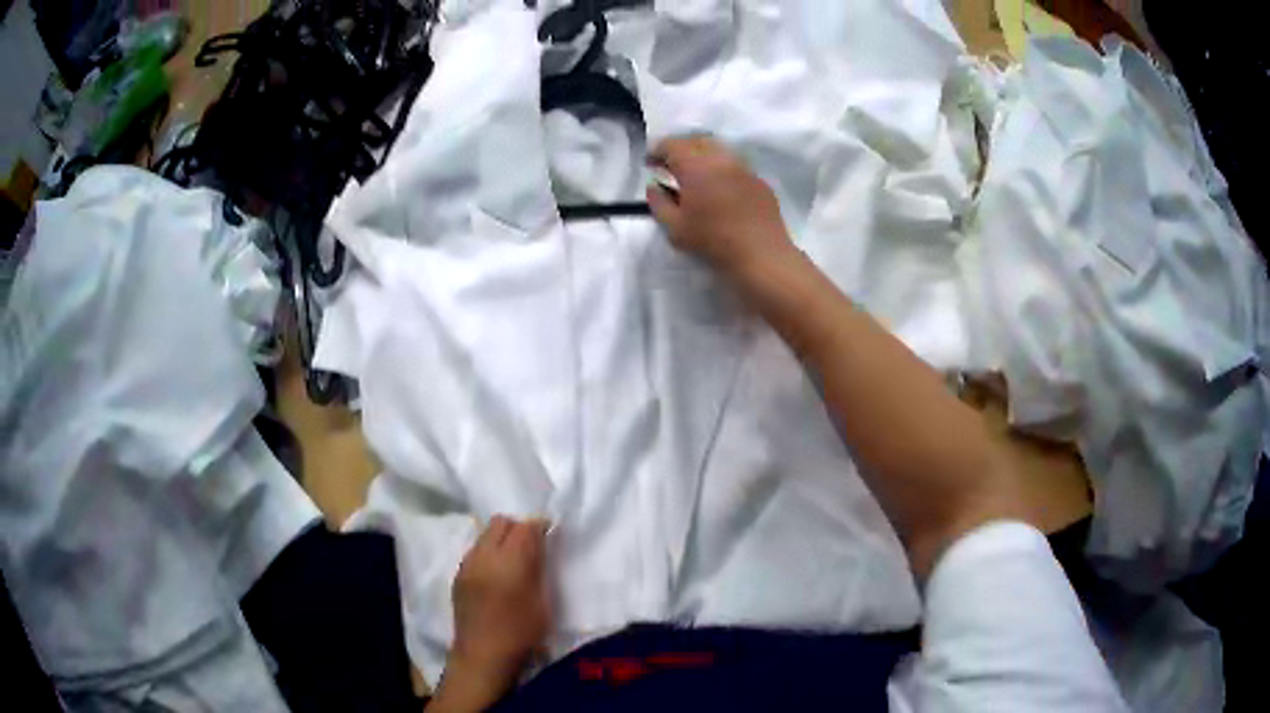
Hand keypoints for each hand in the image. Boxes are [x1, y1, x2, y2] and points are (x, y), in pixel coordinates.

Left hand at [431, 516, 550, 711]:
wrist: (483, 655)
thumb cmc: (522, 633)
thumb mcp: (542, 601)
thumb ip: (539, 568)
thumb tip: (539, 546)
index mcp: (510, 562)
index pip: (525, 527)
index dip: (539, 526)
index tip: (550, 533)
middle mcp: (484, 556)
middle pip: (501, 522)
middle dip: (518, 527)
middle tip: (532, 545)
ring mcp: (467, 565)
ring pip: (485, 535)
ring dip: (501, 539)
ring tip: (513, 560)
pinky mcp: (458, 576)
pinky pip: (475, 551)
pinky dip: (488, 552)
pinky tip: (496, 574)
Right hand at [647, 135, 795, 280]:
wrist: (761, 254)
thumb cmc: (713, 241)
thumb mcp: (675, 227)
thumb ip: (658, 203)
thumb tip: (654, 186)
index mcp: (696, 166)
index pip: (672, 145)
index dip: (657, 151)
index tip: (650, 163)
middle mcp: (721, 158)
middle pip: (696, 140)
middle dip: (680, 148)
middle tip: (670, 165)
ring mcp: (744, 167)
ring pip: (719, 149)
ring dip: (702, 155)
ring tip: (695, 173)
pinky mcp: (759, 180)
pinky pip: (736, 165)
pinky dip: (722, 168)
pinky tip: (720, 188)